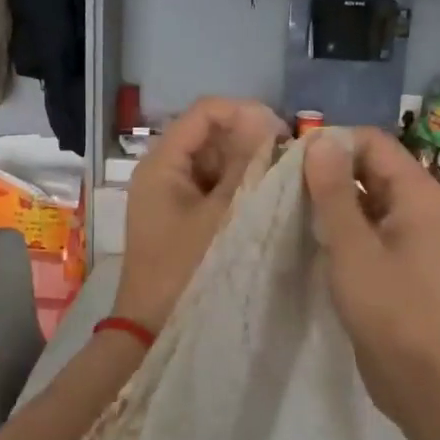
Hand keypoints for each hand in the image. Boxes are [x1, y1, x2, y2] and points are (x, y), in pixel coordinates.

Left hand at [110, 97, 286, 332]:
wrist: (151, 327)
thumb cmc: (185, 269)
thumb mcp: (222, 215)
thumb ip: (245, 167)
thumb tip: (268, 124)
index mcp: (162, 163)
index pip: (205, 112)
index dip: (245, 112)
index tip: (282, 134)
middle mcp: (162, 170)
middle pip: (209, 134)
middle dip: (249, 139)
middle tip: (287, 160)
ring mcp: (170, 194)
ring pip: (213, 161)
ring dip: (245, 164)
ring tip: (280, 179)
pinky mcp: (180, 215)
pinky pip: (211, 186)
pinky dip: (236, 186)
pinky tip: (263, 198)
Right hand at [304, 128, 439, 429]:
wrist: (424, 380)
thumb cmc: (390, 310)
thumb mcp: (352, 247)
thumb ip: (333, 191)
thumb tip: (319, 139)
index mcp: (418, 193)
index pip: (373, 143)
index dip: (332, 143)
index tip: (289, 160)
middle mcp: (420, 206)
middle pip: (370, 168)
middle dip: (327, 172)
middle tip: (281, 186)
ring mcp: (411, 236)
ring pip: (366, 200)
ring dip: (331, 201)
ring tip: (287, 209)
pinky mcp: (399, 263)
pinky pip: (367, 229)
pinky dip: (340, 227)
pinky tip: (308, 238)